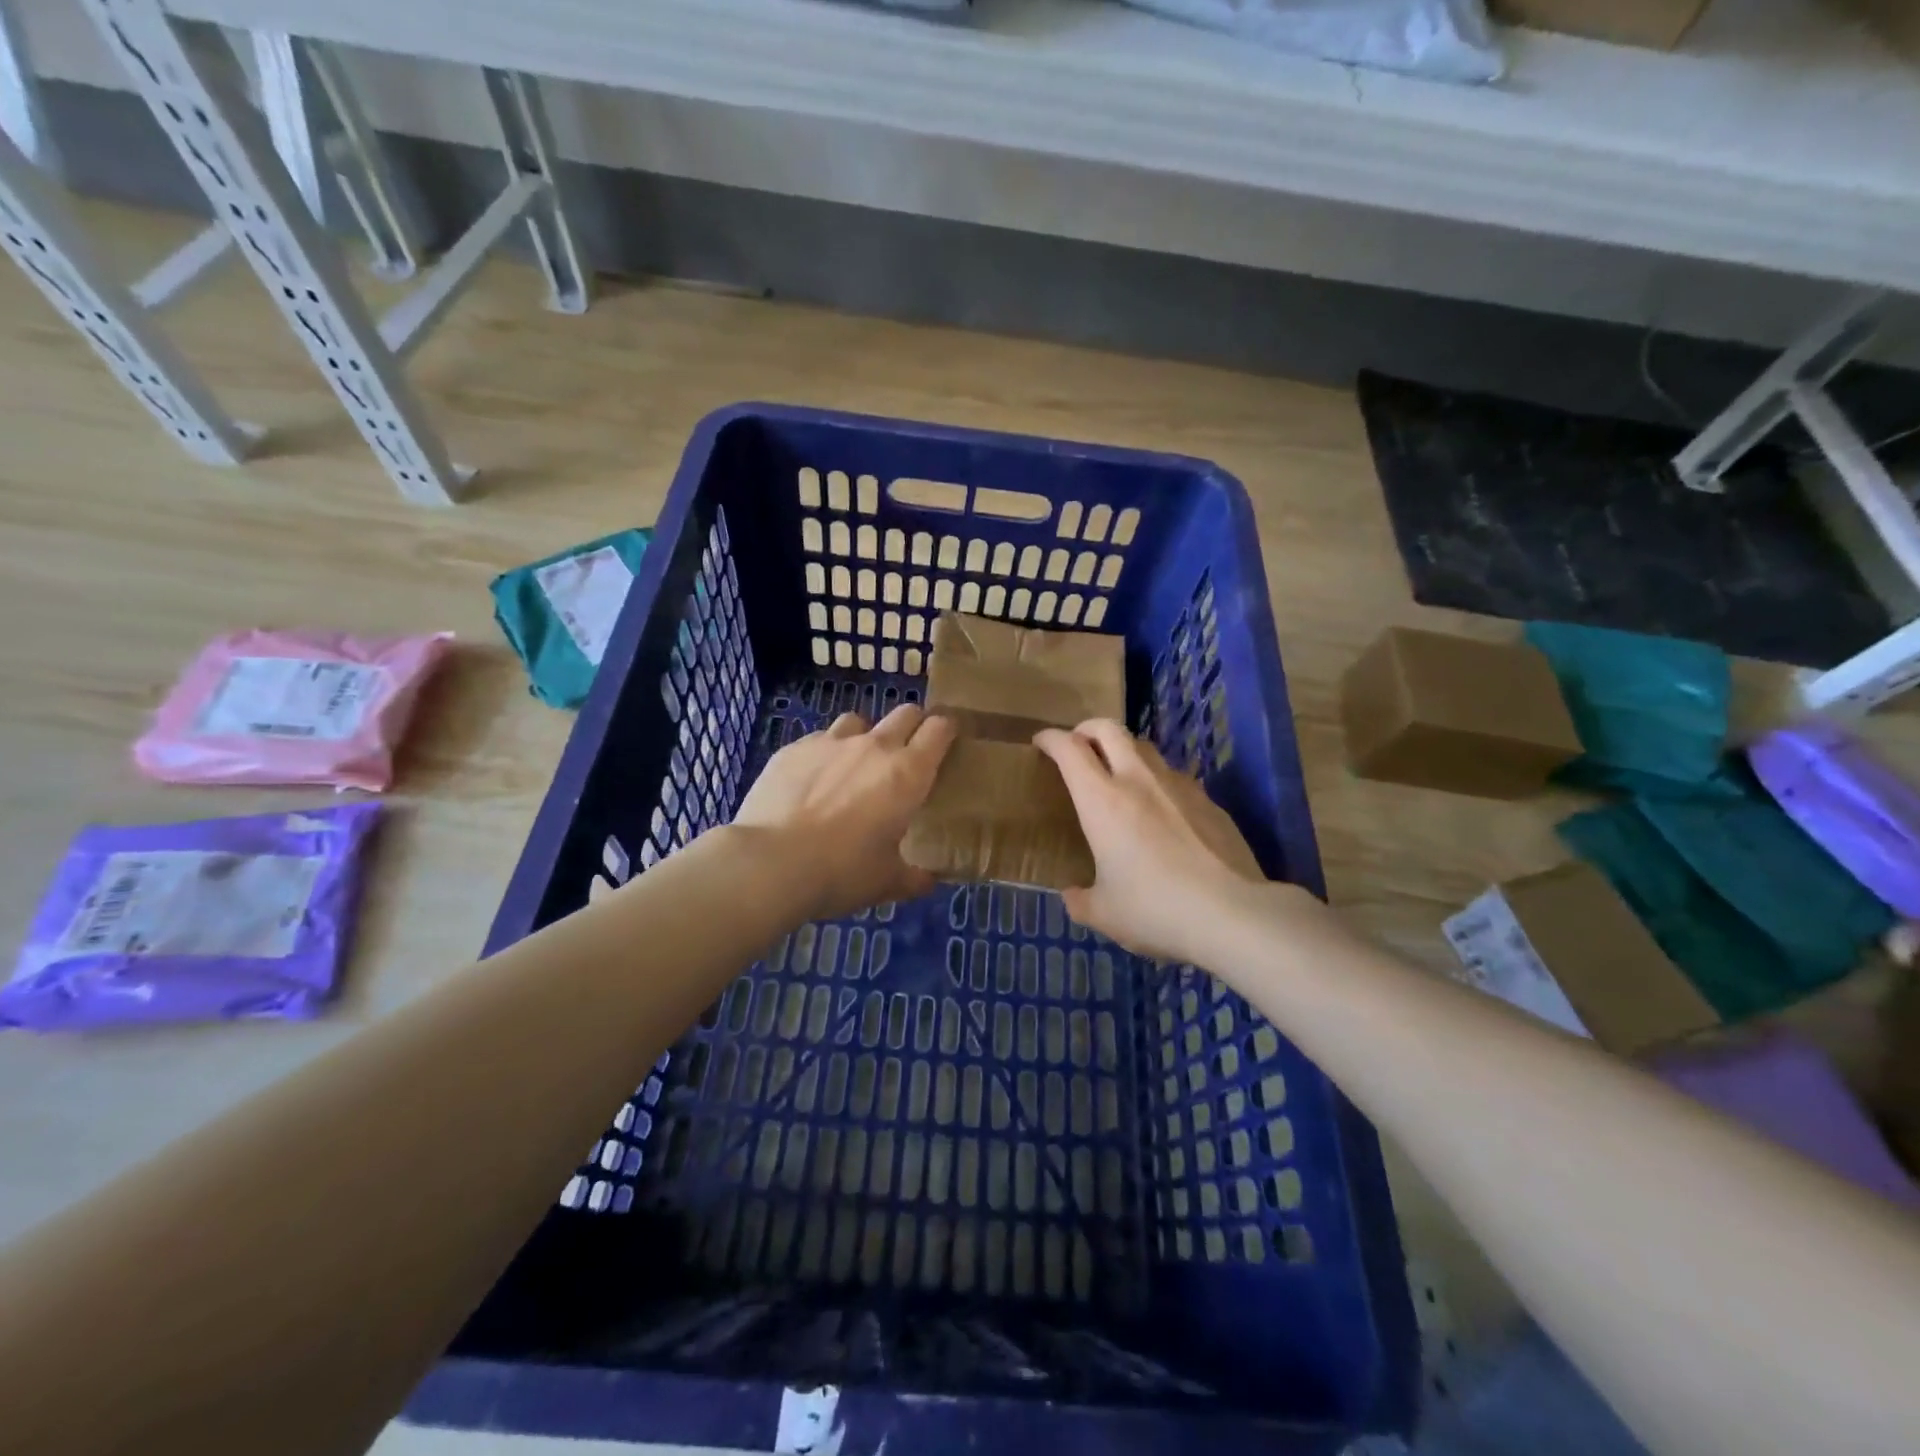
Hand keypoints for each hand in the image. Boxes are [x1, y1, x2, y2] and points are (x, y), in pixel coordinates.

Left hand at [733, 704, 955, 919]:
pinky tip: (812, 782)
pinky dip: (824, 755)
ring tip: (853, 767)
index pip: (939, 729)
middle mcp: (874, 746)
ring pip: (857, 721)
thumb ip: (913, 877)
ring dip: (863, 737)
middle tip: (906, 755)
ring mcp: (830, 742)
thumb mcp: (887, 882)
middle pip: (904, 713)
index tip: (946, 743)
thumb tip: (928, 880)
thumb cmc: (842, 872)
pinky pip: (819, 740)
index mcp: (907, 773)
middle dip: (911, 727)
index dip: (946, 731)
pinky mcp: (793, 748)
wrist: (771, 863)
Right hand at [1035, 720, 1267, 961]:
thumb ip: (1081, 900)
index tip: (1041, 743)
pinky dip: (1158, 780)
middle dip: (1086, 729)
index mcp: (1102, 800)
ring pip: (1145, 748)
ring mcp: (1178, 786)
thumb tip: (1072, 895)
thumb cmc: (1155, 909)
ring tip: (1119, 773)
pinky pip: (1175, 776)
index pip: (1069, 749)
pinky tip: (1162, 809)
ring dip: (1124, 750)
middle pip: (1108, 729)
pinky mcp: (1209, 801)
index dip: (1051, 739)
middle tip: (1078, 745)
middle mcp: (1138, 780)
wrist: (1232, 913)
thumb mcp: (1105, 914)